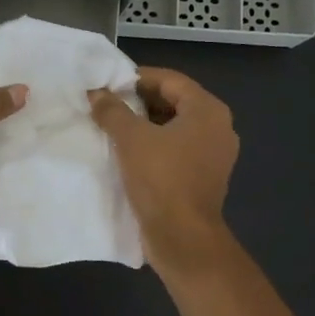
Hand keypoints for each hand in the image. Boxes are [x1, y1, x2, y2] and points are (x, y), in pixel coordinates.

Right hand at [89, 68, 238, 276]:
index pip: (170, 80)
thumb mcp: (131, 139)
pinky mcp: (205, 177)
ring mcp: (214, 154)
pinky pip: (178, 150)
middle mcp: (218, 128)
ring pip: (175, 127)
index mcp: (208, 110)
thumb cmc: (161, 179)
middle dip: (140, 102)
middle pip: (175, 102)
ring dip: (145, 125)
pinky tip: (128, 153)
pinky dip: (155, 146)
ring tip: (113, 127)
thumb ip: (112, 111)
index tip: (108, 84)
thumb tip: (96, 93)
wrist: (182, 237)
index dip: (137, 78)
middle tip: (107, 105)